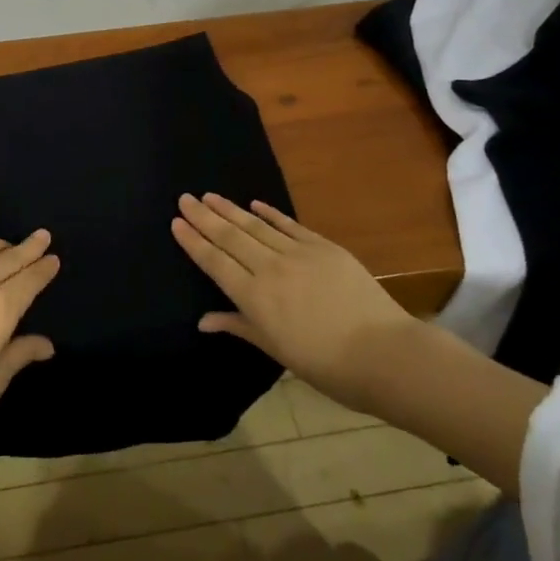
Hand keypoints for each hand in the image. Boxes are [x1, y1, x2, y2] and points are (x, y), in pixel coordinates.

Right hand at [172, 194, 415, 414]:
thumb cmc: (326, 364)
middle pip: (230, 237)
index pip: (215, 262)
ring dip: (230, 209)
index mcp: (254, 297)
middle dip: (204, 216)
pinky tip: (254, 204)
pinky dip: (270, 213)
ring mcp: (297, 253)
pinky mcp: (322, 246)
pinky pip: (289, 225)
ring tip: (210, 195)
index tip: (176, 221)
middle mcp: (269, 269)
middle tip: (185, 197)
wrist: (383, 353)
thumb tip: (204, 320)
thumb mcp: (277, 350)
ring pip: (255, 226)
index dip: (194, 241)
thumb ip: (240, 327)